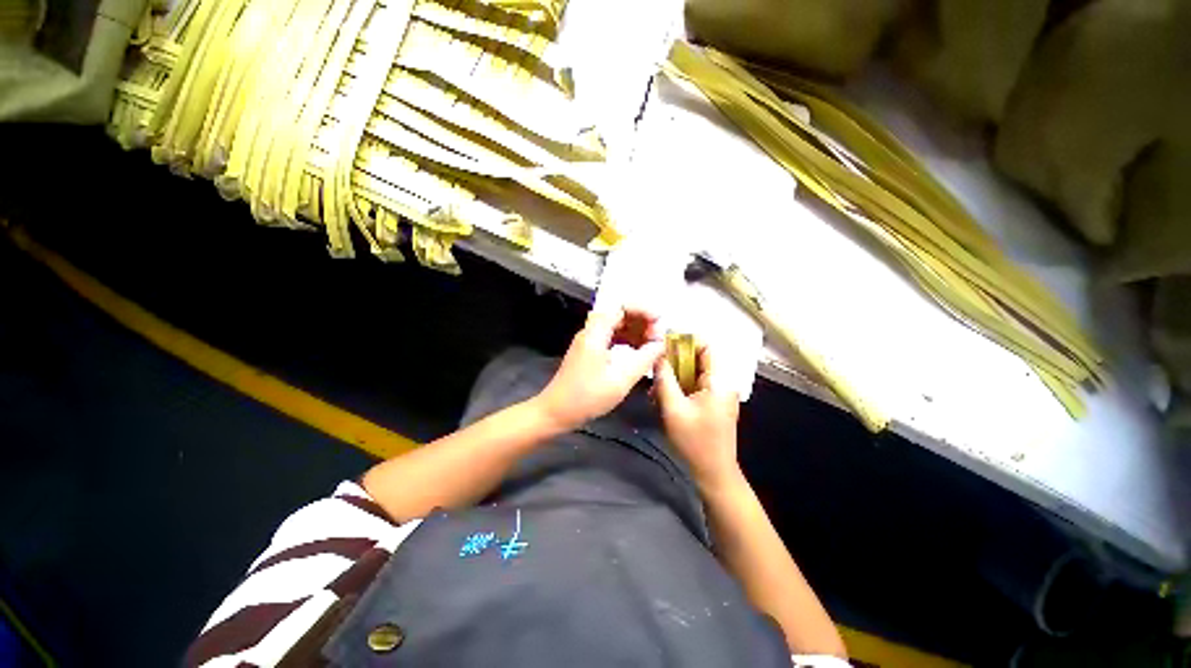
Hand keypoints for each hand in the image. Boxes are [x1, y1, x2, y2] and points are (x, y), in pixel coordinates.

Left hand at [535, 307, 665, 431]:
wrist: (556, 412)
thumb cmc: (586, 397)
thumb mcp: (620, 379)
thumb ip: (644, 359)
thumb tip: (661, 344)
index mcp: (596, 333)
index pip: (621, 307)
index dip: (643, 311)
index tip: (659, 322)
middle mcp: (591, 331)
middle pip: (619, 314)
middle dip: (641, 321)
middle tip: (657, 336)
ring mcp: (588, 341)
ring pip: (615, 326)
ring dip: (634, 331)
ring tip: (652, 343)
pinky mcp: (588, 352)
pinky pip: (611, 337)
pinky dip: (626, 340)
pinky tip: (637, 351)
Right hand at [654, 343, 741, 489]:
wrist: (713, 473)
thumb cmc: (694, 441)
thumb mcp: (673, 408)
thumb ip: (665, 379)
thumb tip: (657, 355)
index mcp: (718, 381)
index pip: (706, 347)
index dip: (685, 341)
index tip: (663, 343)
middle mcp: (722, 383)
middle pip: (697, 360)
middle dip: (674, 361)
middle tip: (654, 367)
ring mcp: (718, 395)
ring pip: (693, 374)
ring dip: (674, 377)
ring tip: (655, 388)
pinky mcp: (713, 405)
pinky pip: (694, 387)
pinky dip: (679, 388)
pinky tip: (663, 399)